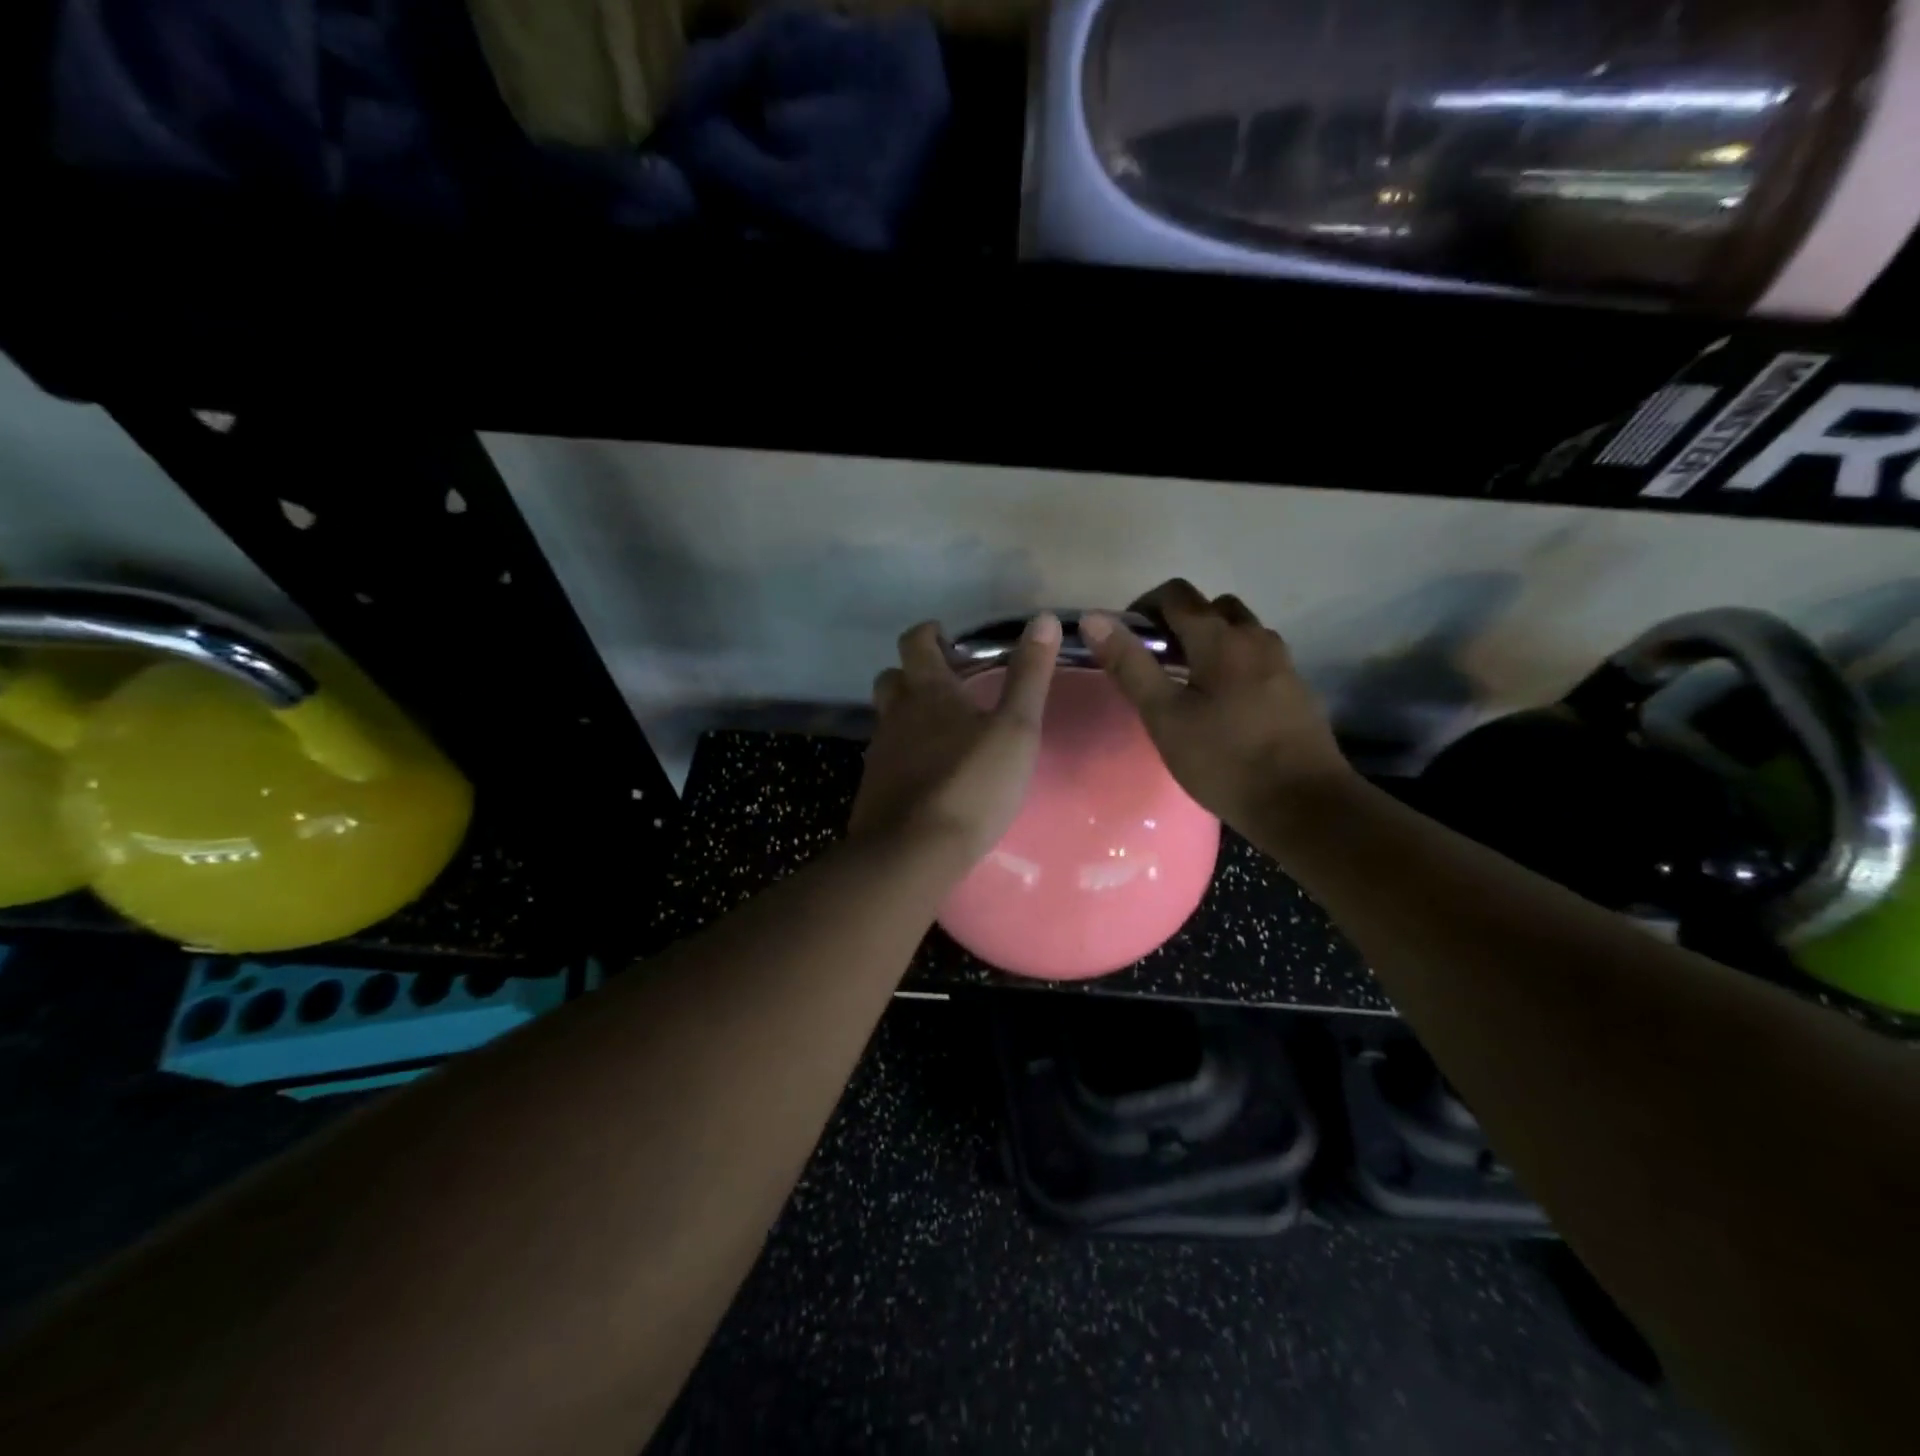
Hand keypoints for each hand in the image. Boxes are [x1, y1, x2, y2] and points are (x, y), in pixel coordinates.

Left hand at [850, 613, 1062, 866]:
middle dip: (913, 674)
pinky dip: (904, 755)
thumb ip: (1029, 676)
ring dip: (907, 715)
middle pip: (892, 679)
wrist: (913, 852)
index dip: (928, 634)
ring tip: (942, 733)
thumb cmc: (971, 785)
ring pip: (887, 719)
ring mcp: (880, 753)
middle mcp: (895, 714)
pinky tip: (928, 775)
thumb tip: (1044, 619)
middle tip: (947, 687)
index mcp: (927, 692)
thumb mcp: (1015, 730)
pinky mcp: (874, 788)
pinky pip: (886, 758)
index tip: (947, 638)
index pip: (915, 643)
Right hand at [1080, 580, 1352, 831]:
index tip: (1127, 639)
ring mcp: (1282, 662)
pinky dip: (1233, 664)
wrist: (1304, 805)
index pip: (1177, 594)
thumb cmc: (1225, 760)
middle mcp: (1256, 637)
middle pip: (1213, 607)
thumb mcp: (1164, 716)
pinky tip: (1222, 706)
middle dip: (1180, 622)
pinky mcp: (1296, 689)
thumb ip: (1130, 665)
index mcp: (1220, 638)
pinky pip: (1258, 658)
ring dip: (1210, 641)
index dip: (1144, 607)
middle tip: (1156, 661)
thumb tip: (1094, 618)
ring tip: (1187, 684)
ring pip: (1240, 632)